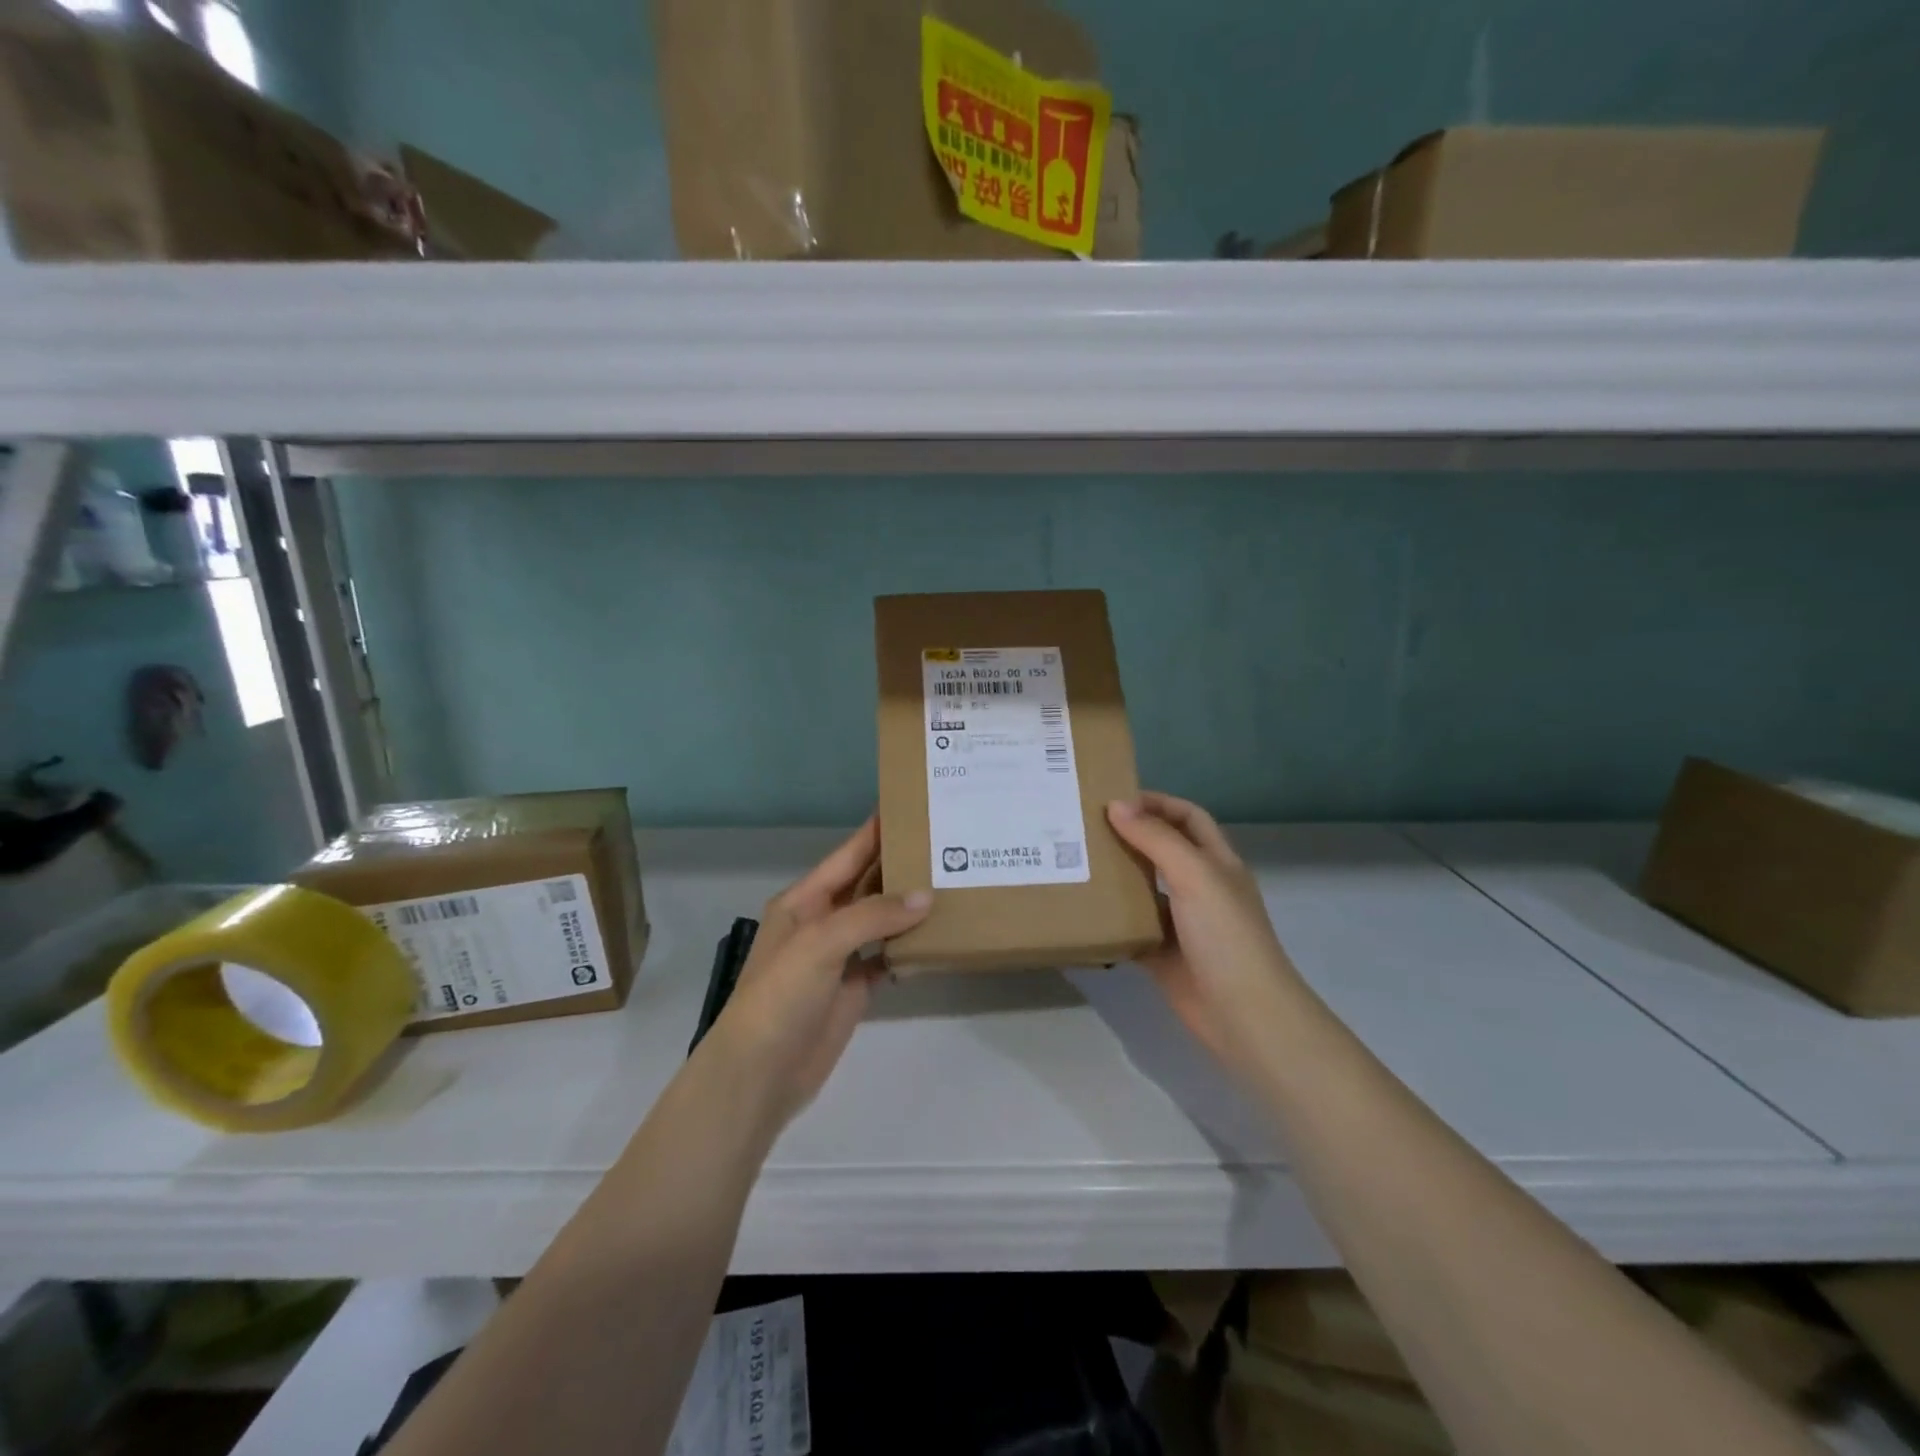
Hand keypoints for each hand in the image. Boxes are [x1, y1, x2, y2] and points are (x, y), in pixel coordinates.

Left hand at [706, 817, 930, 1129]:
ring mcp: (839, 957)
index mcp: (805, 901)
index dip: (876, 831)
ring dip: (910, 906)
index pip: (848, 855)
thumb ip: (873, 915)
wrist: (760, 1074)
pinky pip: (887, 957)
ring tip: (953, 883)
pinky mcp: (854, 988)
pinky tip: (939, 938)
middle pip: (867, 884)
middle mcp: (823, 921)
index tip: (912, 805)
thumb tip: (926, 896)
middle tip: (947, 844)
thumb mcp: (820, 943)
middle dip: (900, 865)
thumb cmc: (780, 996)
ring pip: (881, 920)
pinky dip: (910, 948)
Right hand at [1106, 792, 1308, 1075]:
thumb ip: (1156, 839)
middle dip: (1129, 836)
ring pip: (1143, 889)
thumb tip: (1117, 805)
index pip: (1188, 817)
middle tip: (1084, 828)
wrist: (1243, 1013)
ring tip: (1075, 862)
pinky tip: (1081, 910)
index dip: (1157, 803)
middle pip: (1162, 849)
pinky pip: (1131, 928)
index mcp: (1216, 862)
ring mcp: (1181, 922)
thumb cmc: (1225, 935)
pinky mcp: (1162, 953)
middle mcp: (1200, 887)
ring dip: (1115, 876)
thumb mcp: (1194, 875)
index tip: (1114, 799)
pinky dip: (1110, 920)